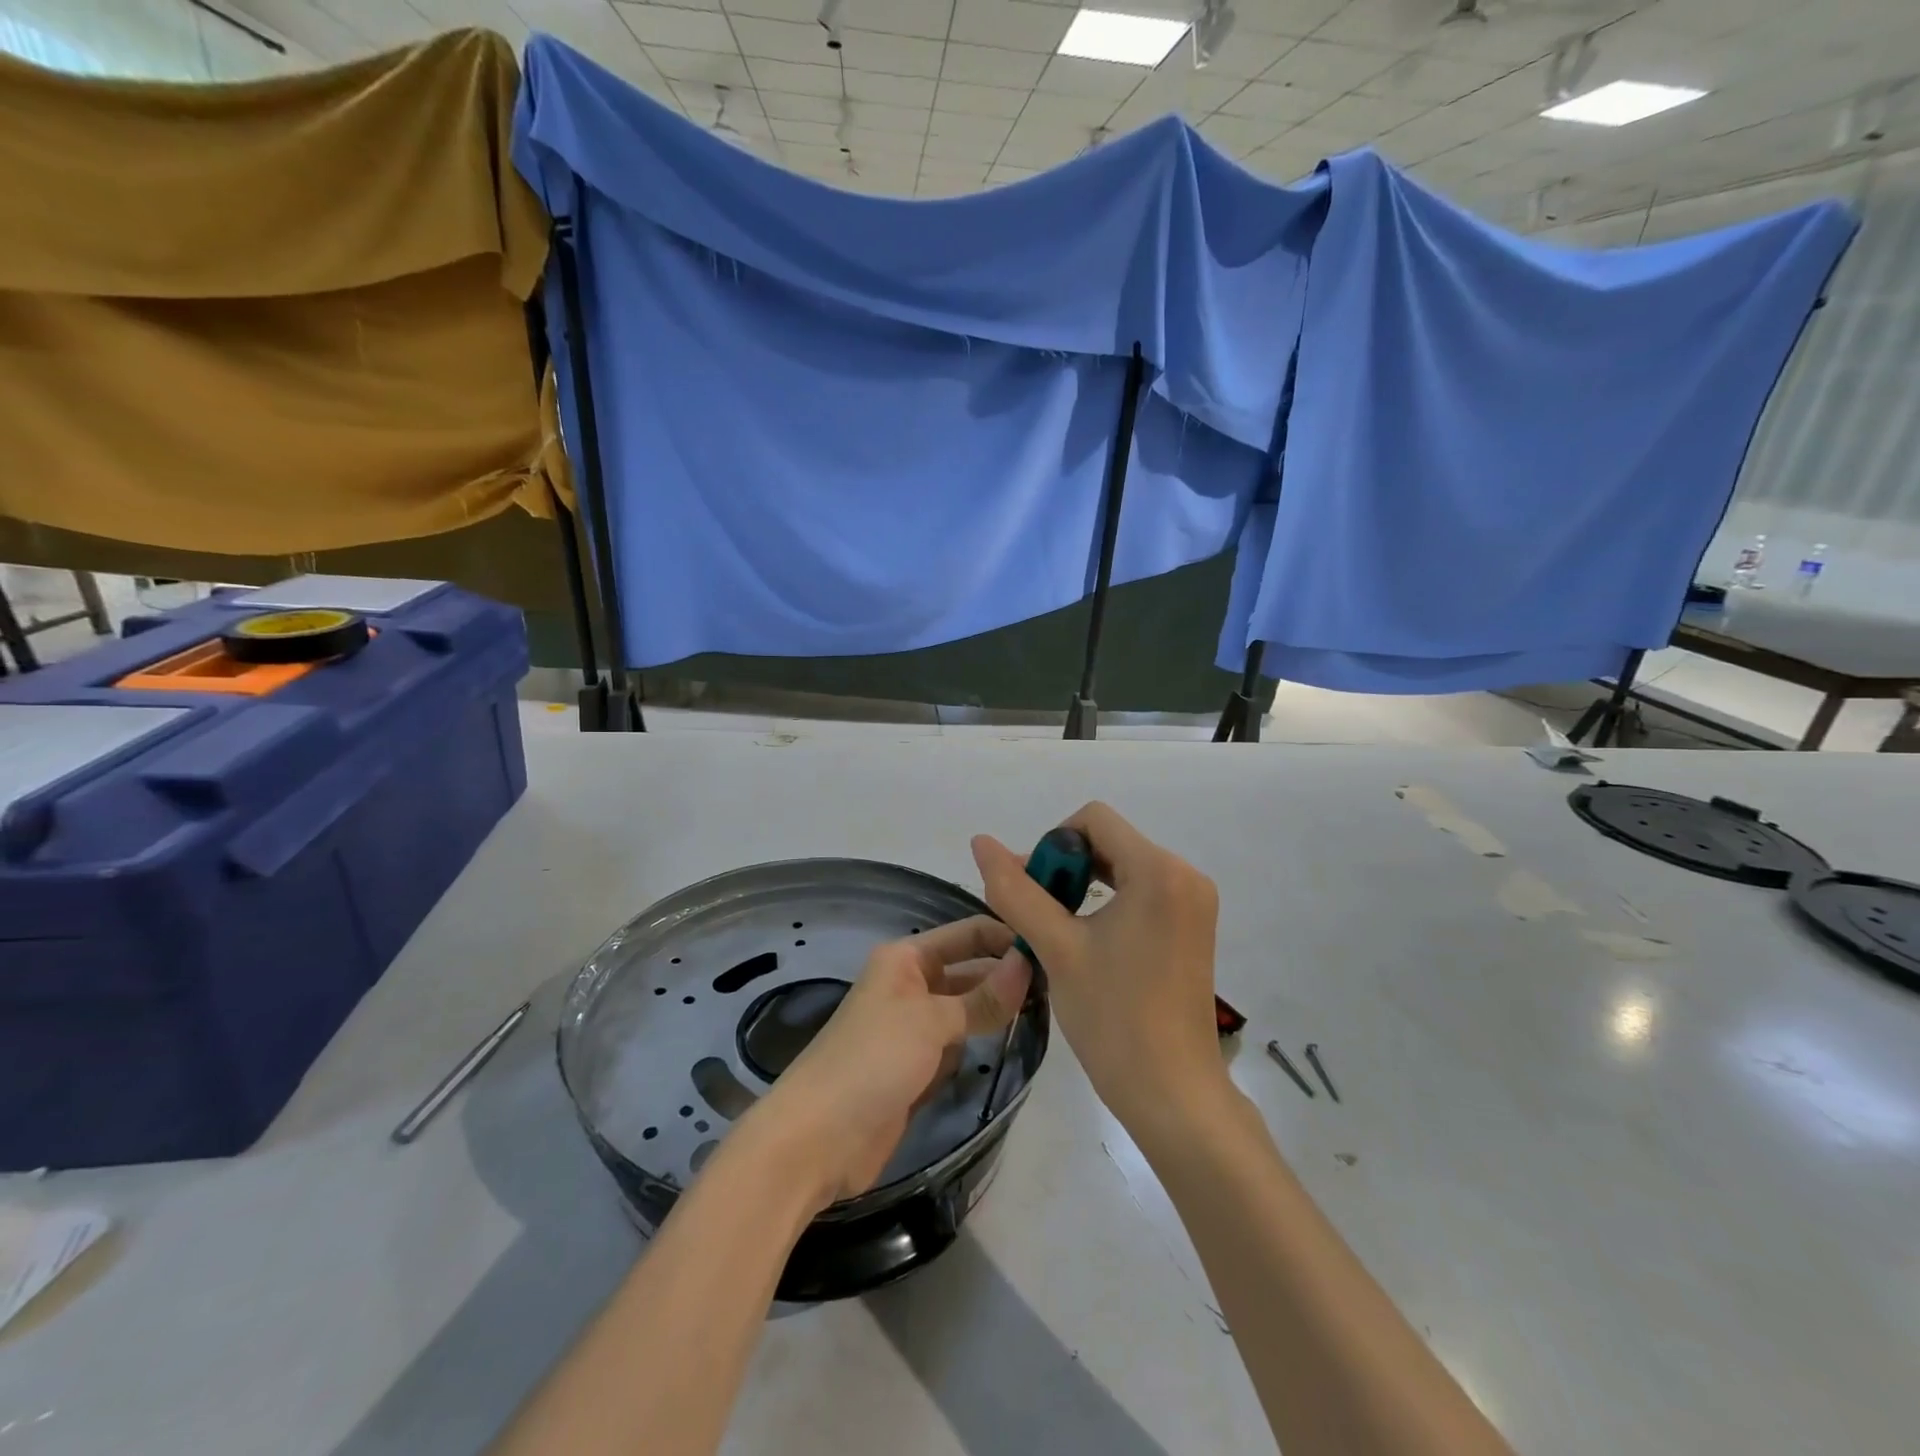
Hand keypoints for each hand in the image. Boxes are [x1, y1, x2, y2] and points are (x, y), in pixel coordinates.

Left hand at [740, 916, 1030, 1213]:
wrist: (818, 1139)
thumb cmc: (873, 1059)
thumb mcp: (932, 1021)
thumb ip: (983, 996)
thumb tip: (1028, 963)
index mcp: (906, 958)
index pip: (966, 934)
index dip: (1004, 937)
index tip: (1051, 946)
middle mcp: (911, 986)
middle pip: (968, 971)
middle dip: (1006, 975)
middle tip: (1061, 984)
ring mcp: (913, 1029)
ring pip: (966, 1010)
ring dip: (996, 1011)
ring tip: (1049, 1009)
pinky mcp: (917, 1068)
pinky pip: (957, 1045)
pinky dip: (979, 1044)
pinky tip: (1013, 1042)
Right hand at [972, 803, 1224, 1139]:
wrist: (1173, 1095)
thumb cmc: (1113, 1018)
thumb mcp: (1055, 948)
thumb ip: (1015, 890)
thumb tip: (981, 842)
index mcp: (1159, 870)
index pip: (1093, 819)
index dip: (1051, 844)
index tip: (1033, 891)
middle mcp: (1185, 875)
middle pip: (1109, 841)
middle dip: (1065, 867)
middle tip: (1035, 913)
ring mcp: (1194, 902)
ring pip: (1123, 867)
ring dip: (1082, 886)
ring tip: (1053, 929)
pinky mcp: (1193, 926)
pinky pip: (1142, 891)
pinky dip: (1108, 903)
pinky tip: (1086, 940)